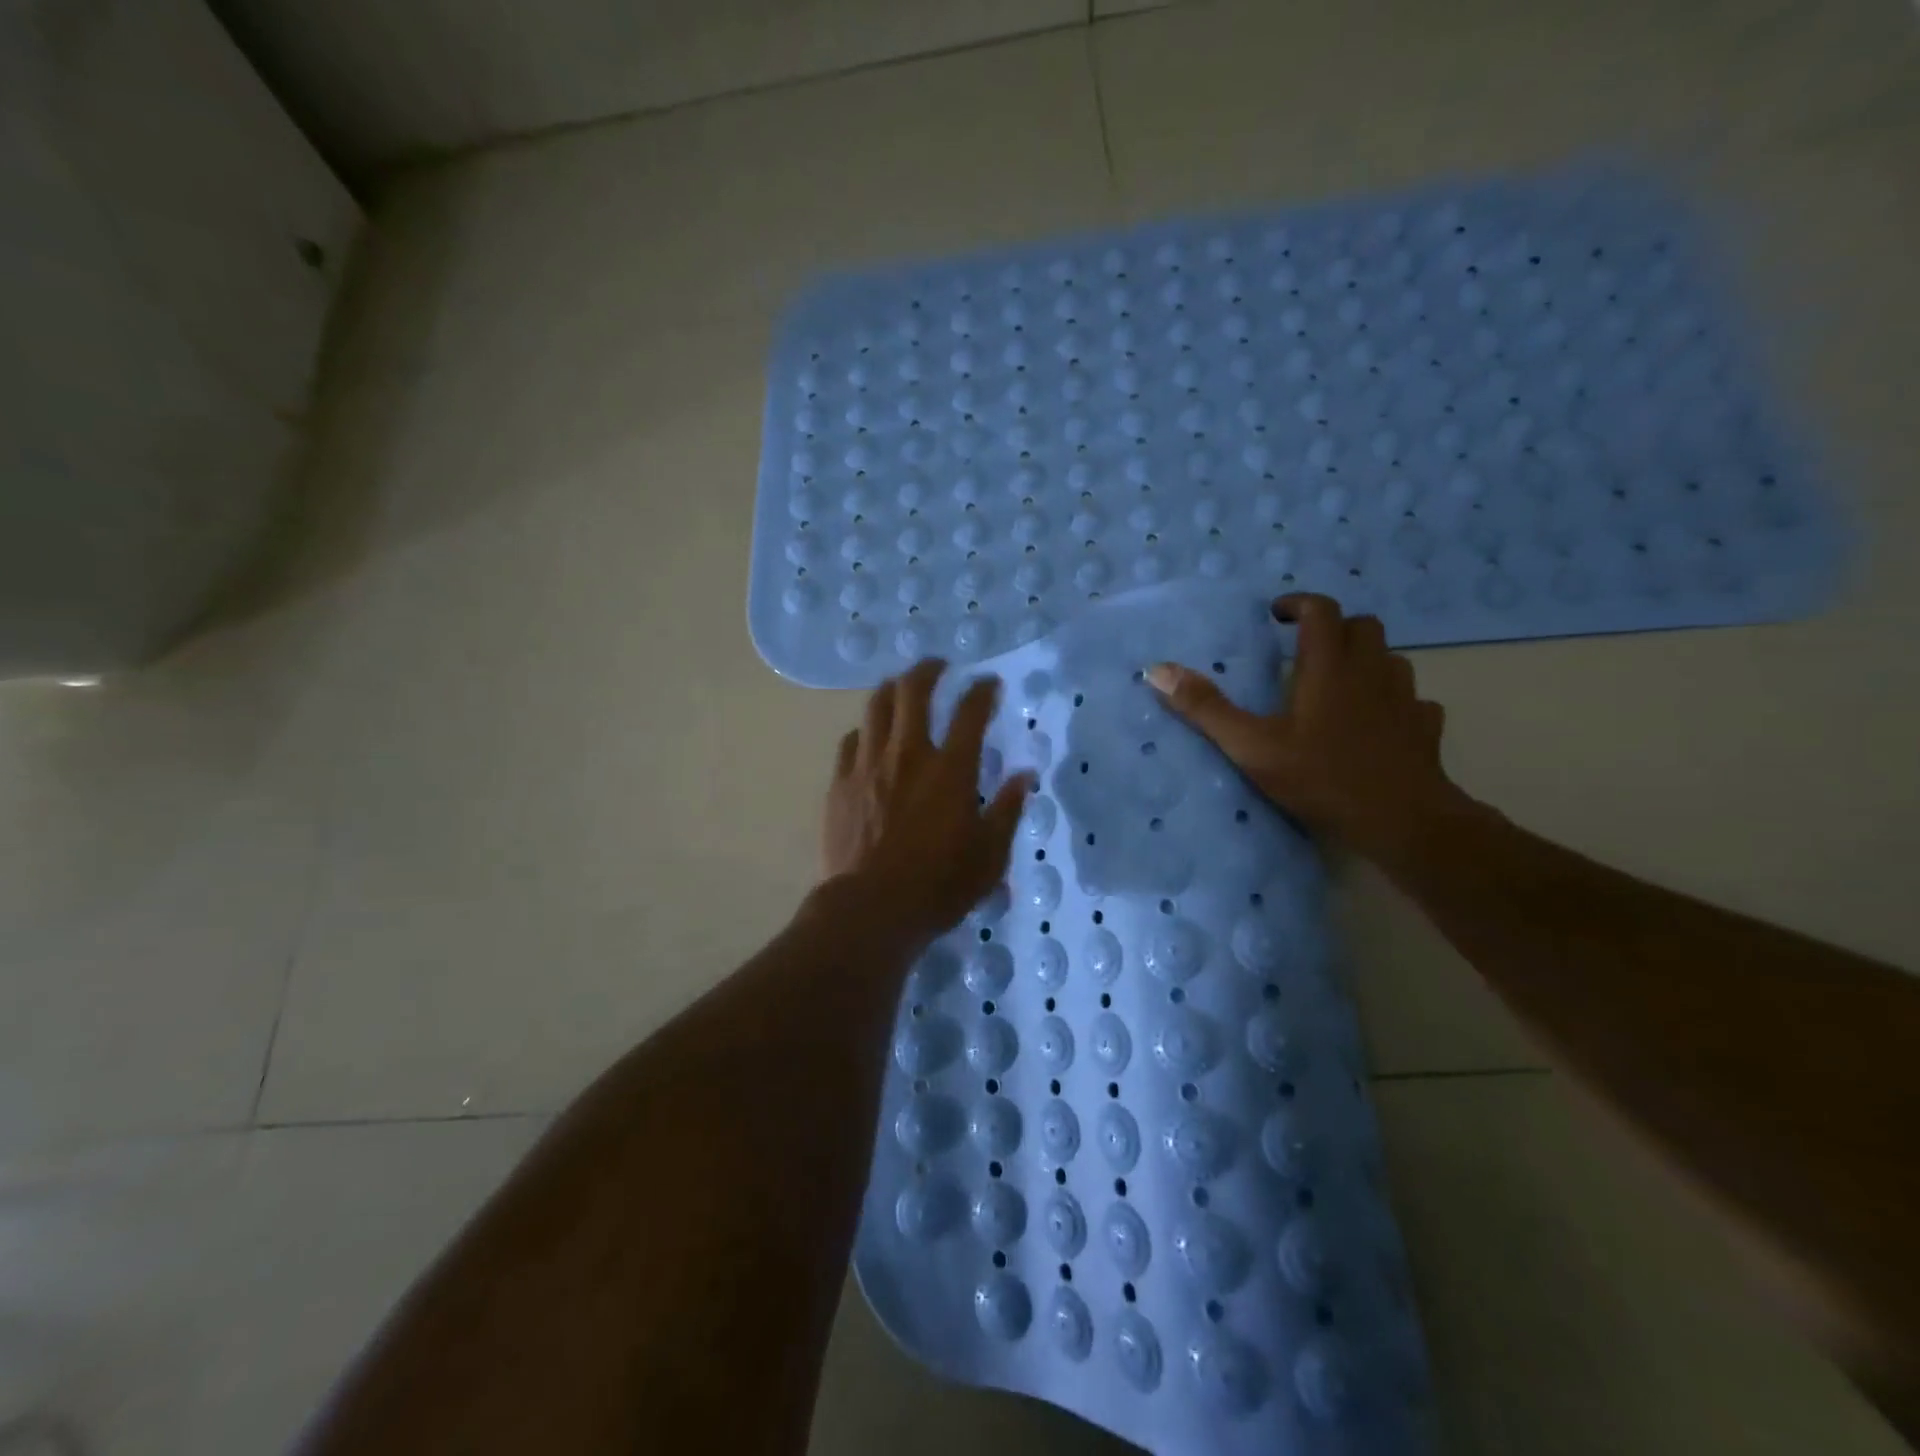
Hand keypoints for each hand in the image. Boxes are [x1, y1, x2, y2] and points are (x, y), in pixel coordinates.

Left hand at [821, 659, 1034, 945]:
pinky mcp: (840, 782)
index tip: (989, 682)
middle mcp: (908, 754)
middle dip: (929, 670)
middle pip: (914, 691)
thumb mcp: (990, 855)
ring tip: (900, 686)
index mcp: (951, 769)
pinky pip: (850, 741)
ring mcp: (869, 765)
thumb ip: (1008, 810)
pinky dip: (864, 731)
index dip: (982, 690)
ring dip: (892, 688)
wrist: (870, 909)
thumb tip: (1025, 775)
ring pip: (876, 707)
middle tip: (938, 666)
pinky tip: (868, 736)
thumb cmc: (938, 885)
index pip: (971, 712)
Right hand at [1146, 593, 1462, 862]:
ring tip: (1339, 684)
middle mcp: (1372, 672)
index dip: (1298, 604)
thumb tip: (1157, 671)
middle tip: (1305, 650)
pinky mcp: (1425, 727)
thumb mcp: (1252, 747)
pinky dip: (1392, 700)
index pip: (1321, 611)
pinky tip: (1377, 722)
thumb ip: (1206, 708)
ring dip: (1365, 660)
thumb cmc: (1321, 778)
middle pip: (1363, 626)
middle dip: (1334, 627)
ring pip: (1390, 659)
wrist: (1402, 820)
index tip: (1276, 615)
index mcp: (1329, 668)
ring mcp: (1405, 699)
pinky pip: (1411, 699)